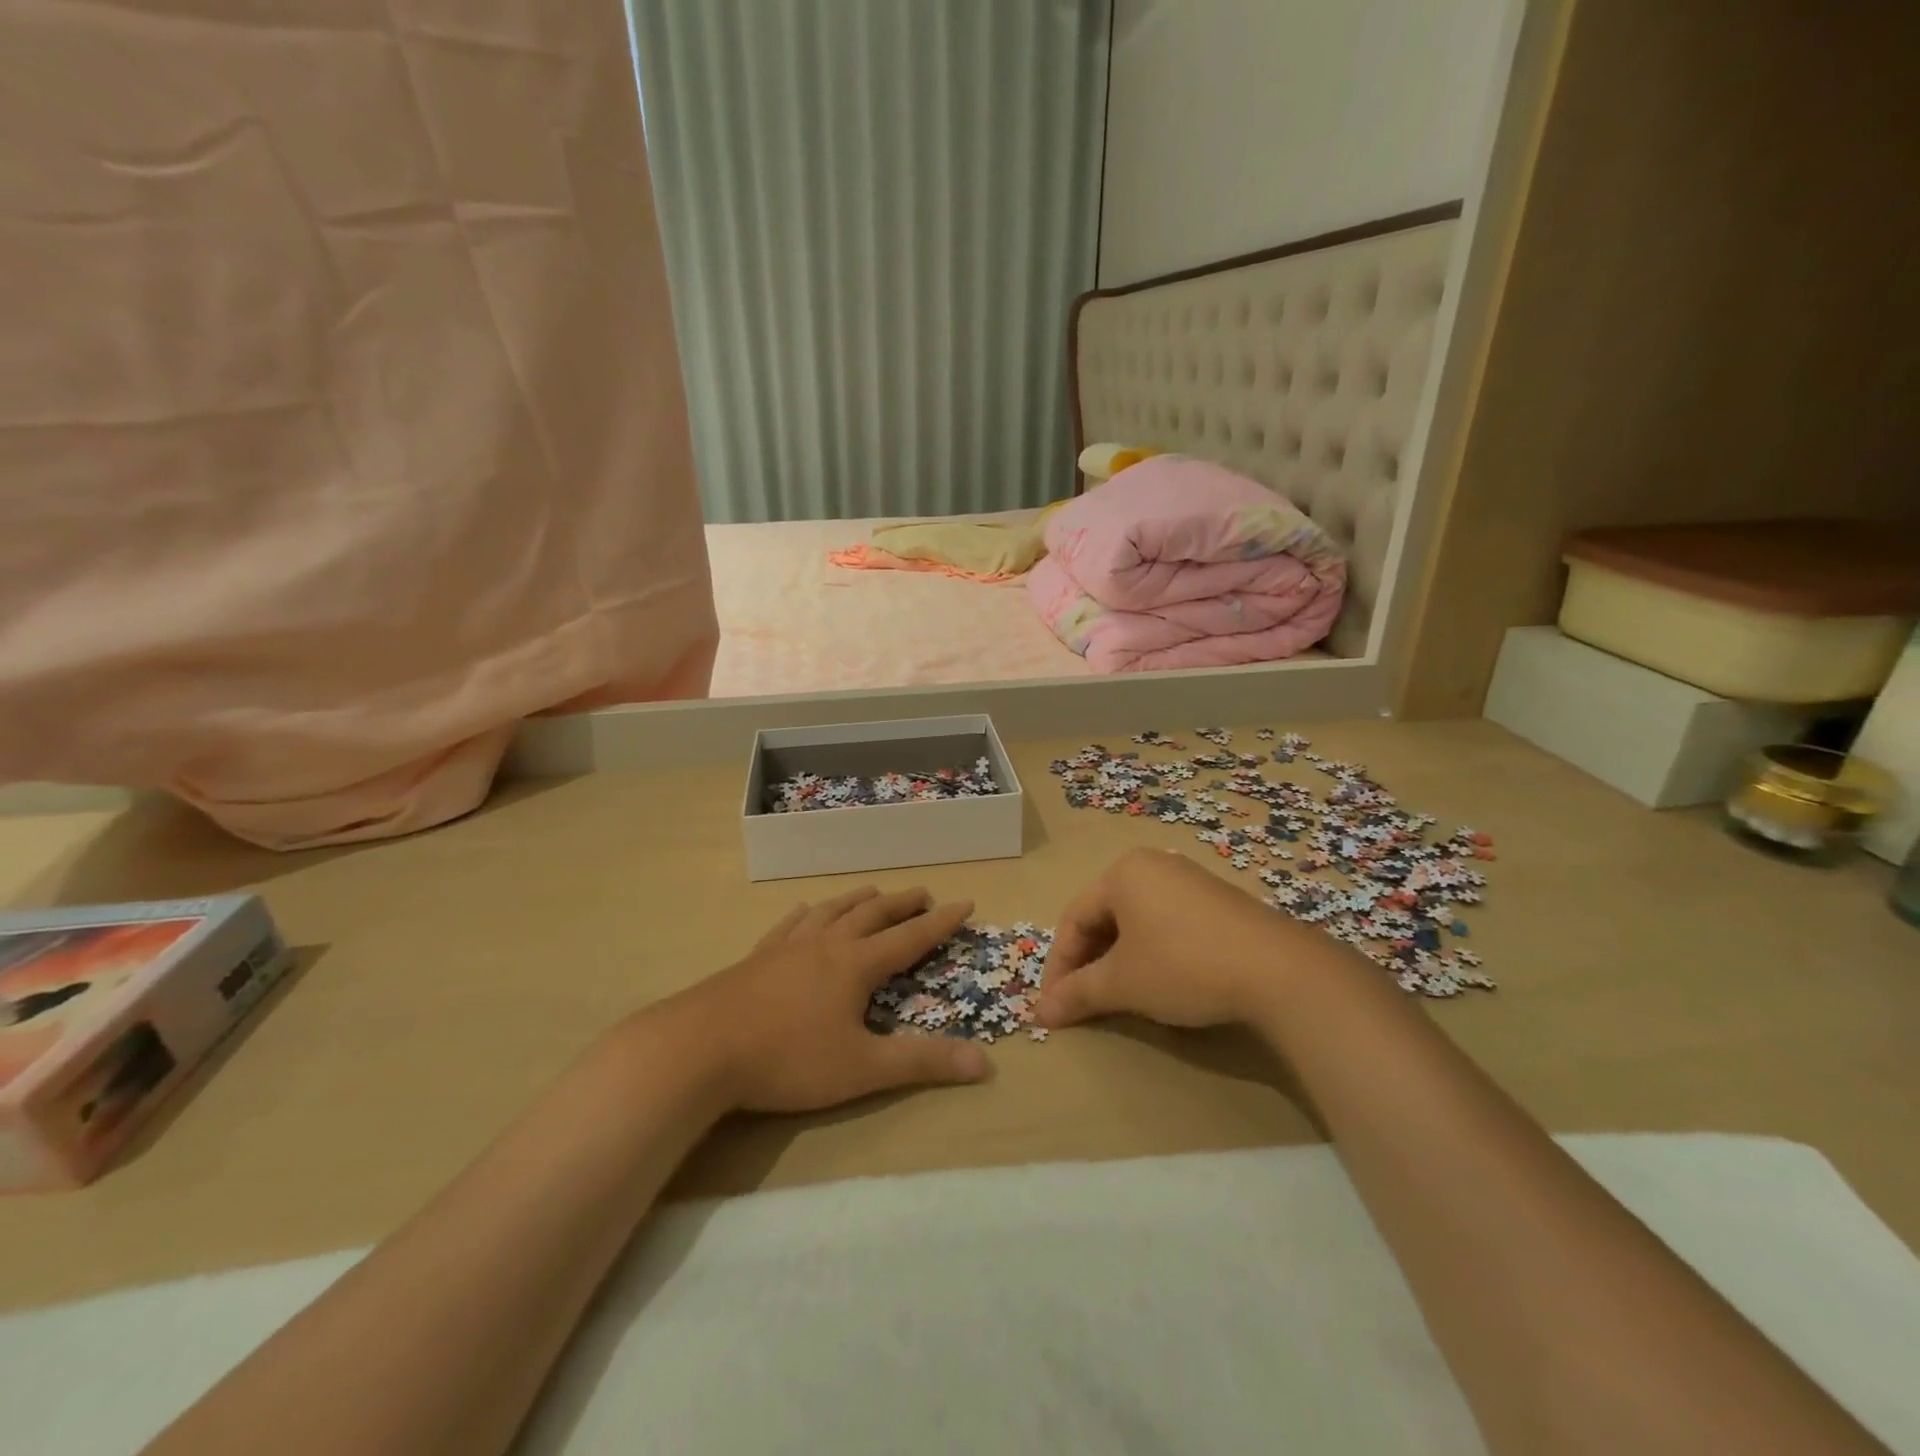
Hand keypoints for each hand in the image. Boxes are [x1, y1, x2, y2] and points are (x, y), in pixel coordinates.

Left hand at [661, 887, 990, 1113]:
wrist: (700, 1048)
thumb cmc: (788, 1059)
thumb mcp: (862, 1068)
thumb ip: (923, 1063)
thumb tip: (986, 1063)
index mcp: (855, 964)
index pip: (910, 937)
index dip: (941, 922)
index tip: (965, 903)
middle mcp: (826, 944)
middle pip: (872, 914)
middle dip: (901, 904)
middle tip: (923, 894)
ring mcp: (788, 947)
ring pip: (831, 911)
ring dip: (858, 900)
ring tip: (873, 892)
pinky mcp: (757, 957)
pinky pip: (789, 924)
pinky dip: (806, 913)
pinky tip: (805, 910)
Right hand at [1036, 848, 1337, 1030]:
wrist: (1280, 970)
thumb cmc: (1184, 965)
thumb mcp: (1123, 983)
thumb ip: (1077, 994)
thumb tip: (1039, 1013)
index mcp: (1122, 873)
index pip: (1073, 919)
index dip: (1059, 965)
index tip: (1053, 1005)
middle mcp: (1153, 865)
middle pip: (1104, 916)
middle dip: (1088, 962)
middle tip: (1081, 1002)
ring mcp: (1189, 879)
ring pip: (1136, 920)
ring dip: (1118, 959)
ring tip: (1117, 995)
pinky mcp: (1218, 900)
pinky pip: (1167, 922)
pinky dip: (1151, 952)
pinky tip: (1159, 980)